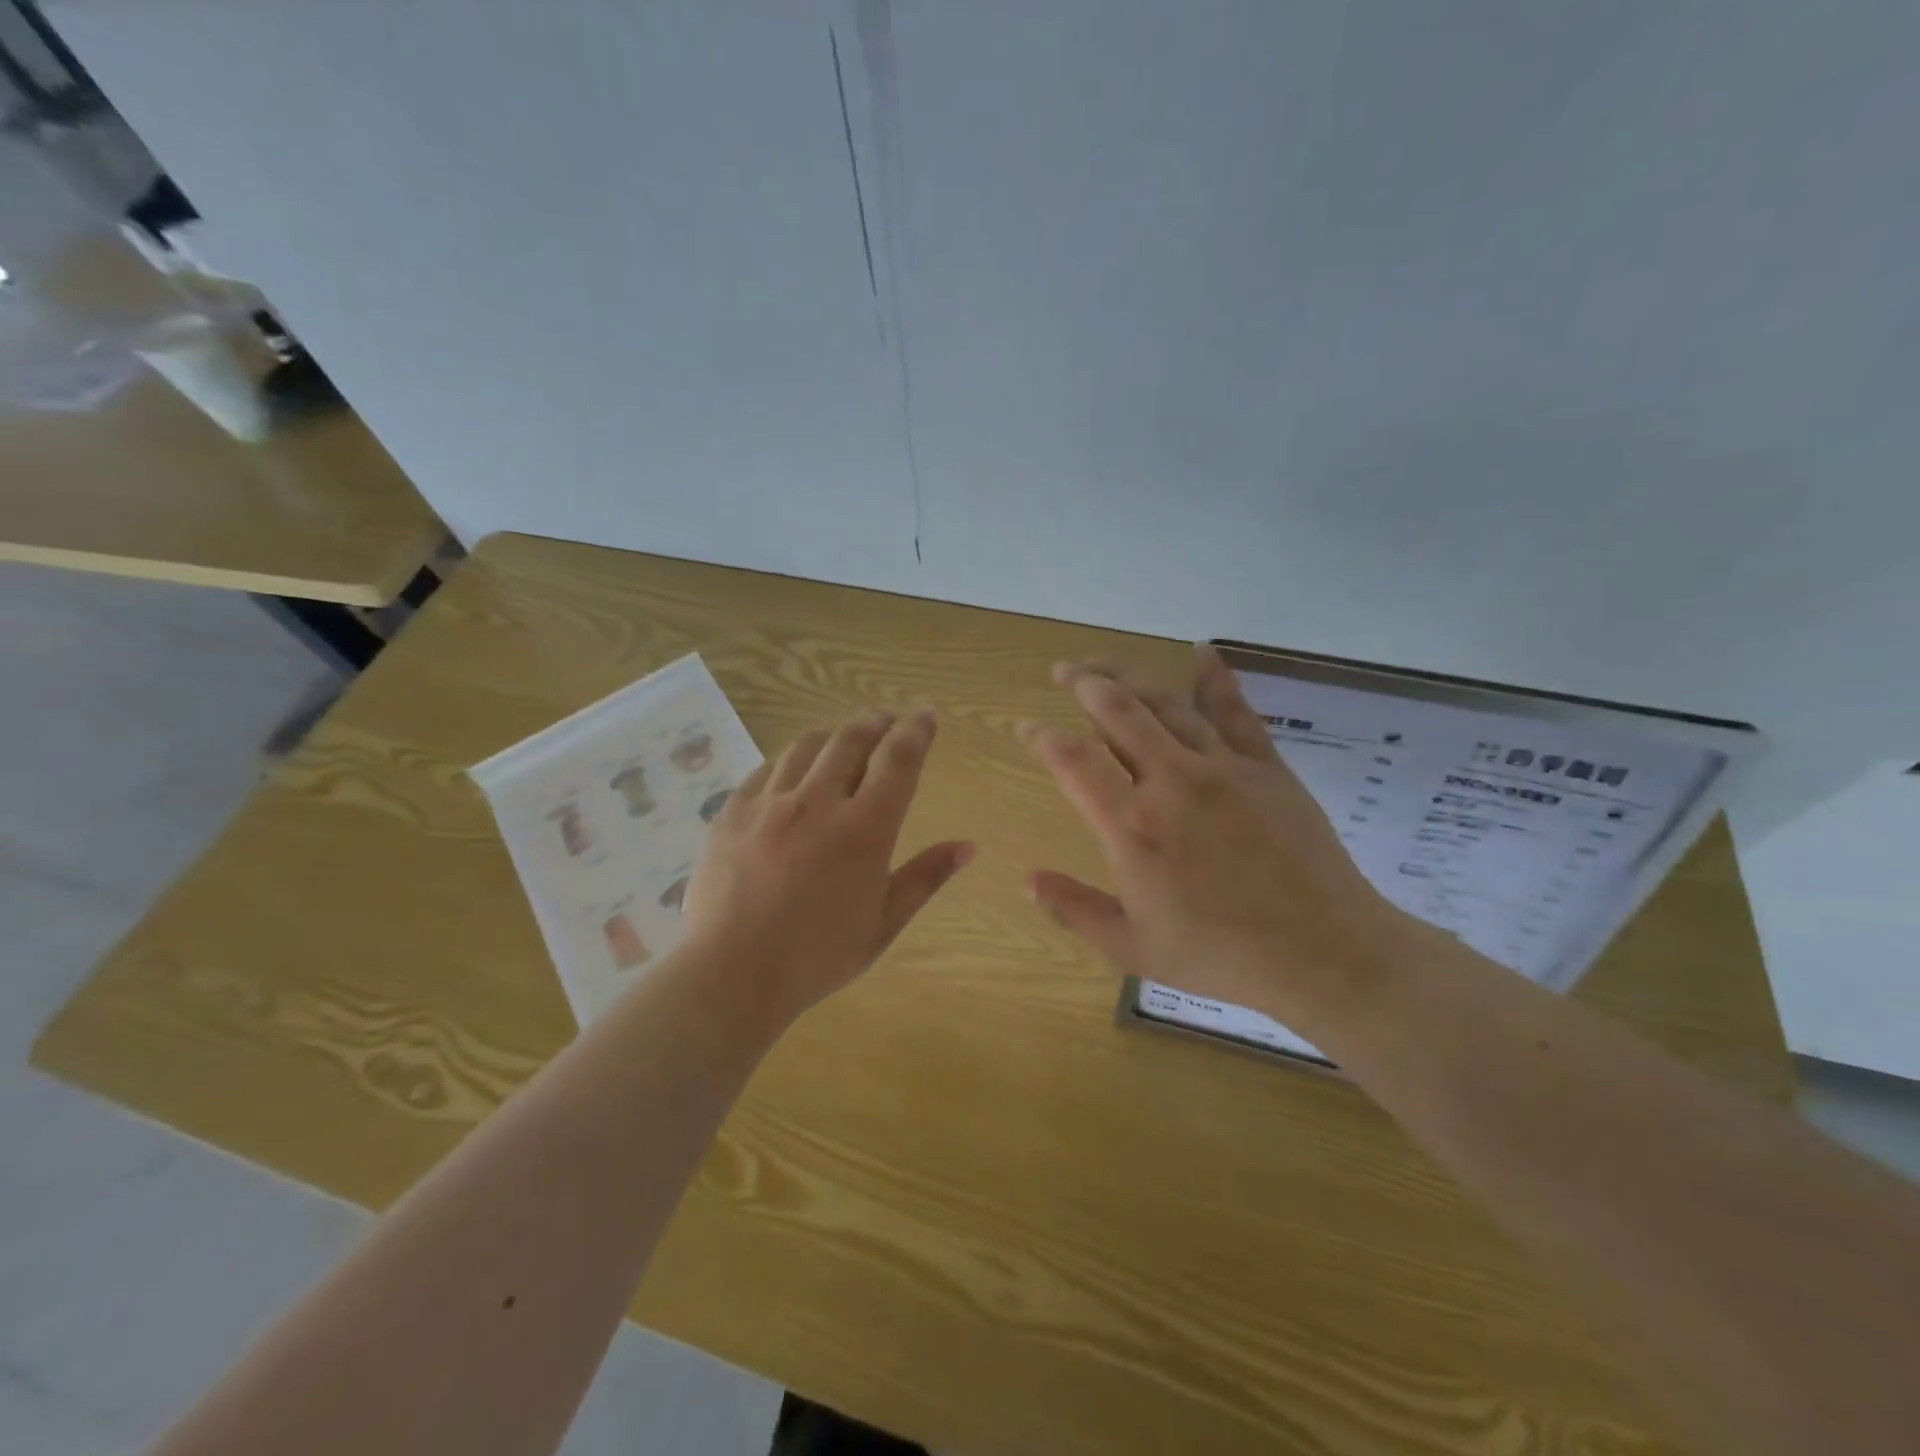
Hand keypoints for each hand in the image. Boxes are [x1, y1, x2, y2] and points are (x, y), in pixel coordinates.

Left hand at [683, 709, 974, 1024]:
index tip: (925, 716)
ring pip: (808, 746)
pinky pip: (767, 768)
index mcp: (864, 830)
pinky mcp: (733, 811)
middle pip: (852, 740)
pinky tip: (795, 767)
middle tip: (887, 719)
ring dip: (834, 733)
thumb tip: (968, 847)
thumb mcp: (883, 923)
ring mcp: (770, 803)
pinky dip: (791, 758)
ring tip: (845, 737)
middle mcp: (818, 802)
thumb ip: (926, 877)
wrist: (731, 974)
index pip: (898, 761)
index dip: (916, 732)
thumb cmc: (817, 956)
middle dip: (876, 722)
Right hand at [1021, 646, 1405, 1033]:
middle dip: (1083, 682)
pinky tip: (1201, 650)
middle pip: (1117, 710)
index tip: (1027, 727)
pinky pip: (1233, 710)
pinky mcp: (1264, 765)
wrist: (1322, 952)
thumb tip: (1028, 879)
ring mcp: (1221, 766)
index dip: (1042, 737)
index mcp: (1131, 826)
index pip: (1074, 761)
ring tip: (1103, 664)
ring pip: (1165, 703)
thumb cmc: (1220, 954)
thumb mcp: (1131, 948)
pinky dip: (1214, 677)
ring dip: (1129, 675)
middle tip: (1063, 670)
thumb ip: (1074, 909)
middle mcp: (1170, 781)